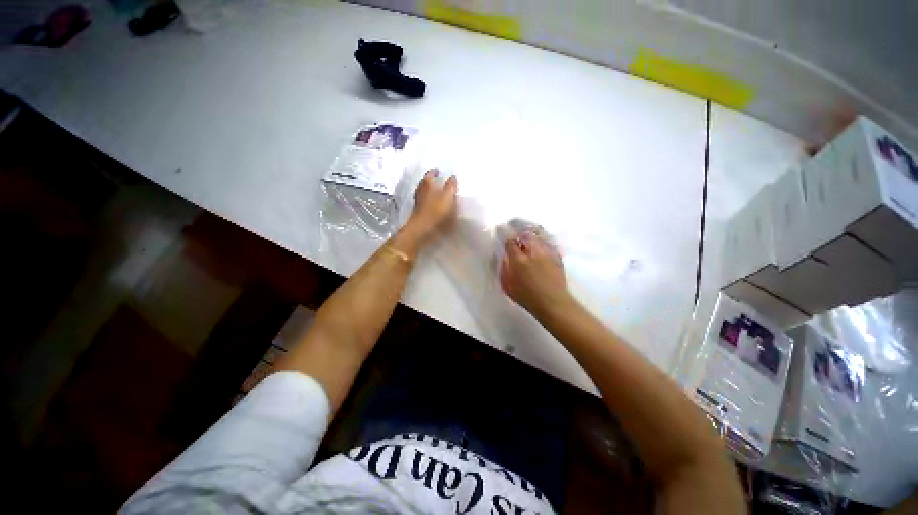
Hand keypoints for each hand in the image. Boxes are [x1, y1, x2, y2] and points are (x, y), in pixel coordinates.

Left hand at [409, 169, 457, 237]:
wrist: (422, 231)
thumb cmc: (436, 211)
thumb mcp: (448, 196)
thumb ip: (451, 186)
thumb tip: (452, 177)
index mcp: (427, 184)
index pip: (430, 173)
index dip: (434, 172)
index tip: (439, 171)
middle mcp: (420, 191)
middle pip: (425, 183)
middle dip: (432, 182)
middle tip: (439, 182)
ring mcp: (418, 203)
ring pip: (425, 194)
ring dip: (431, 193)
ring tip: (440, 194)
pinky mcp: (419, 213)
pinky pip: (425, 204)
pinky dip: (430, 202)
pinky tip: (436, 206)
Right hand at [500, 230, 571, 316]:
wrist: (553, 302)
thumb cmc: (527, 297)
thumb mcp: (508, 286)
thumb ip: (504, 270)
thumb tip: (504, 258)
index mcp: (519, 260)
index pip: (510, 242)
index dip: (506, 239)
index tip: (505, 239)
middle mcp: (533, 252)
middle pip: (525, 234)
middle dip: (519, 233)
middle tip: (516, 234)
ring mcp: (547, 252)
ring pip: (538, 235)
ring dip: (531, 234)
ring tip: (527, 236)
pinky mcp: (557, 255)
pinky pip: (548, 242)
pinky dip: (542, 240)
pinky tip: (540, 243)